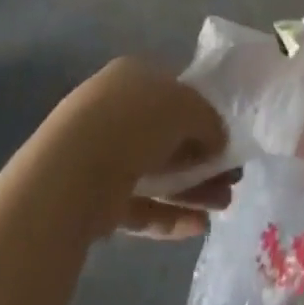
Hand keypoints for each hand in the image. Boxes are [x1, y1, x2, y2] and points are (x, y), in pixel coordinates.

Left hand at [47, 58, 232, 239]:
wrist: (72, 171)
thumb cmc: (134, 120)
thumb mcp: (187, 106)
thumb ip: (208, 121)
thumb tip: (218, 140)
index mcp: (133, 77)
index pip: (172, 92)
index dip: (201, 115)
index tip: (224, 140)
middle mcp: (116, 111)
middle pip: (166, 136)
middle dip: (201, 158)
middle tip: (230, 180)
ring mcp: (103, 156)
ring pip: (156, 172)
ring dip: (192, 189)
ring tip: (224, 206)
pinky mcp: (96, 200)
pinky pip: (140, 205)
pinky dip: (168, 215)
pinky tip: (198, 227)